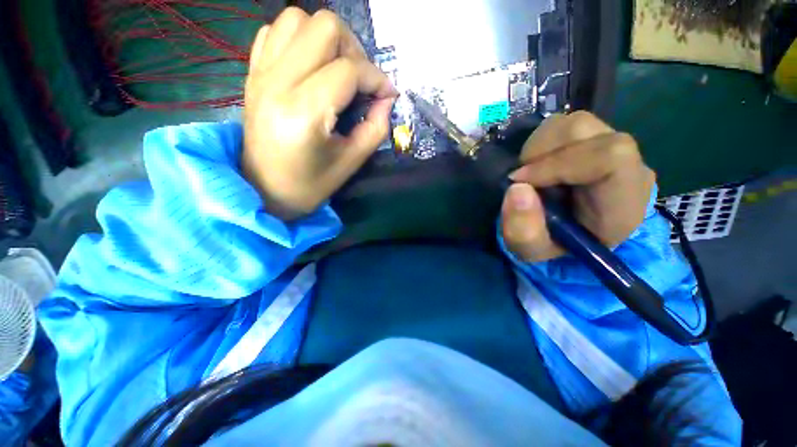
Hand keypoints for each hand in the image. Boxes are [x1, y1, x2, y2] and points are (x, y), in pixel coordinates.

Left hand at [242, 8, 397, 220]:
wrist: (264, 190)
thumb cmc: (310, 185)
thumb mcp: (351, 162)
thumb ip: (375, 128)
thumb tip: (387, 99)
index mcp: (304, 112)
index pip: (349, 71)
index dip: (376, 79)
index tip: (387, 95)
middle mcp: (278, 82)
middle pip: (324, 27)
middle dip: (354, 51)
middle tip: (361, 82)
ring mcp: (261, 73)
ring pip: (298, 19)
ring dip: (327, 40)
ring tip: (337, 71)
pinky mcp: (253, 73)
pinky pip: (275, 32)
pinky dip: (299, 40)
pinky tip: (310, 67)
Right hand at [502, 112, 655, 261]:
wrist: (572, 238)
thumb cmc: (555, 249)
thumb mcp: (533, 252)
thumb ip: (524, 230)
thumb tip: (516, 188)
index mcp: (623, 202)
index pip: (610, 157)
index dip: (559, 163)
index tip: (520, 181)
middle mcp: (626, 166)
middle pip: (586, 130)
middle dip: (540, 152)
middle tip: (521, 178)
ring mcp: (611, 148)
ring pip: (573, 123)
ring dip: (538, 147)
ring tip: (529, 174)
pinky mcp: (594, 142)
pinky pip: (564, 127)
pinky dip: (540, 144)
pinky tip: (536, 167)